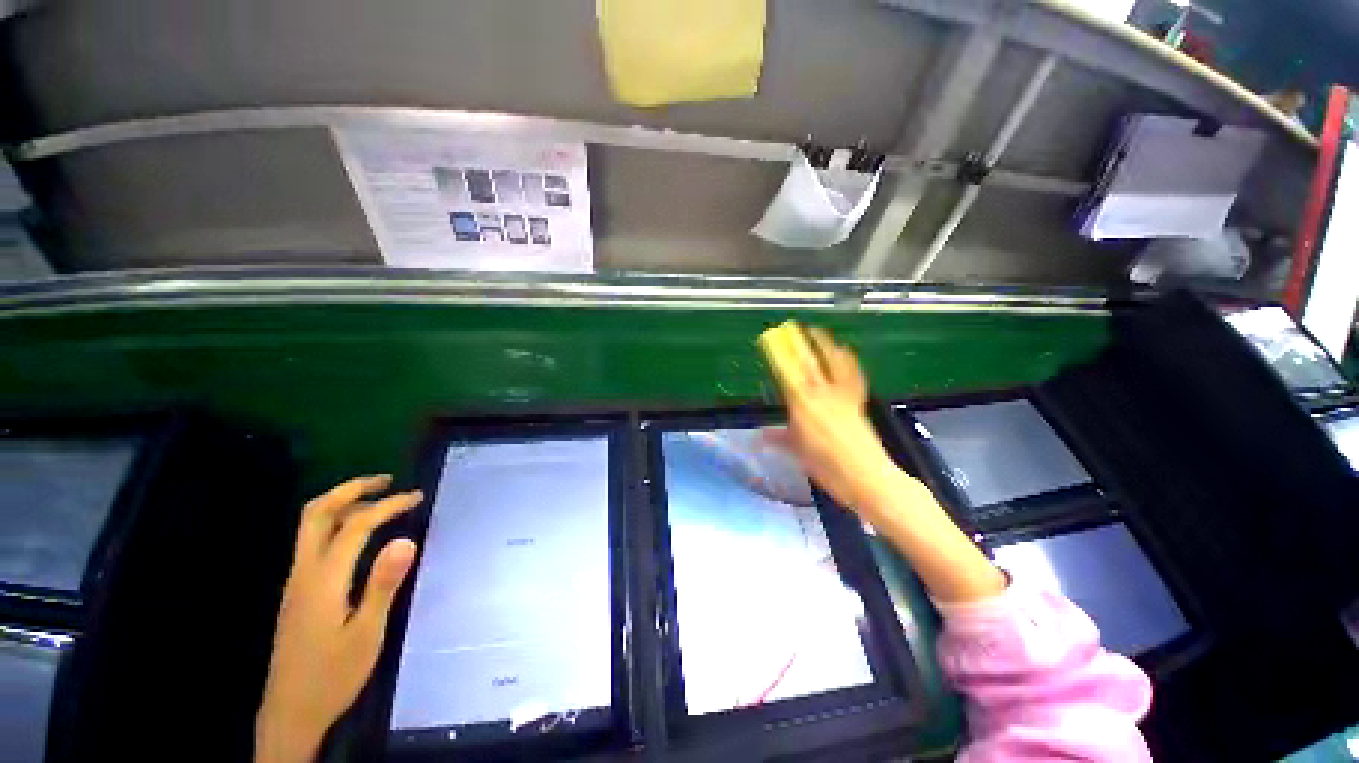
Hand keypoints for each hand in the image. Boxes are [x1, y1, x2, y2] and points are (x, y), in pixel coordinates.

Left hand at [255, 475, 422, 762]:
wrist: (290, 713)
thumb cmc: (332, 676)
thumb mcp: (367, 634)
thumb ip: (384, 585)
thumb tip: (406, 540)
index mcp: (323, 580)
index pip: (355, 526)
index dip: (387, 505)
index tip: (417, 497)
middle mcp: (303, 573)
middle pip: (316, 514)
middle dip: (351, 489)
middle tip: (386, 480)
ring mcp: (296, 582)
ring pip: (311, 526)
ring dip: (343, 504)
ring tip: (378, 500)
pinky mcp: (298, 592)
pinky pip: (314, 543)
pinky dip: (338, 524)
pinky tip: (358, 535)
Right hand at [765, 327, 900, 514]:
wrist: (868, 478)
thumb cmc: (828, 469)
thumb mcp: (798, 454)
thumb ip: (780, 438)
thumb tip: (759, 435)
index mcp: (803, 407)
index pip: (787, 375)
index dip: (779, 356)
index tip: (770, 340)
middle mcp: (822, 395)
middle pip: (809, 364)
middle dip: (798, 343)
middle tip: (791, 327)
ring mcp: (843, 396)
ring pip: (833, 364)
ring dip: (824, 345)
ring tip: (817, 331)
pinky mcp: (858, 402)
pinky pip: (853, 375)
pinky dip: (848, 361)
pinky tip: (845, 351)